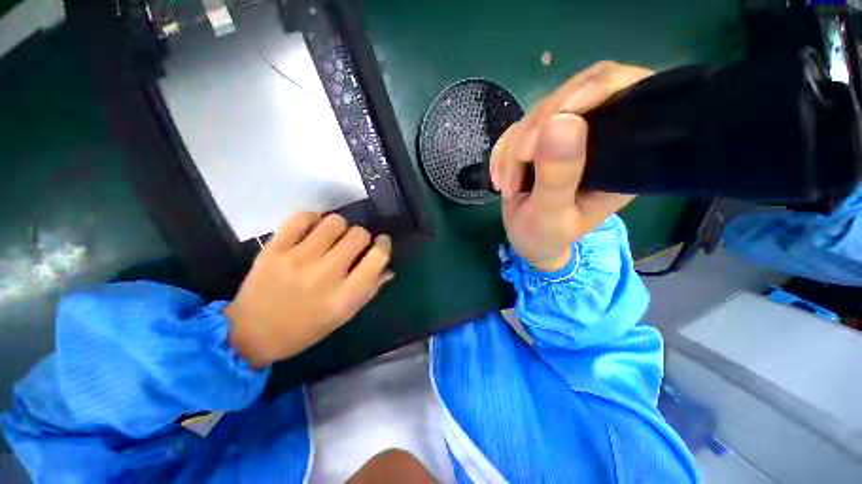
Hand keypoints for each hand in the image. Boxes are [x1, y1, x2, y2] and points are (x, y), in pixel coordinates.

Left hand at [225, 213, 393, 367]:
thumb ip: (369, 289)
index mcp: (345, 296)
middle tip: (352, 245)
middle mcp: (325, 275)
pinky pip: (302, 217)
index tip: (381, 242)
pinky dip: (313, 219)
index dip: (384, 244)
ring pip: (334, 222)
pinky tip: (312, 230)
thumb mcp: (344, 316)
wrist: (250, 334)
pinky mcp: (274, 249)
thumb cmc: (305, 329)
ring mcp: (297, 259)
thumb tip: (388, 267)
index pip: (378, 257)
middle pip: (358, 235)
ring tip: (331, 238)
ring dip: (339, 227)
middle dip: (362, 237)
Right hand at [490, 61, 652, 270]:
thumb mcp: (550, 214)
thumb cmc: (545, 236)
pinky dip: (502, 153)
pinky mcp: (542, 140)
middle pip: (573, 95)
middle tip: (518, 162)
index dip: (593, 90)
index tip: (553, 118)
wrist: (526, 240)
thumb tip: (562, 121)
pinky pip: (517, 129)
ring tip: (507, 186)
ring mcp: (567, 137)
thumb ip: (558, 176)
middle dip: (535, 130)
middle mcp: (599, 138)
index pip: (624, 94)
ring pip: (538, 114)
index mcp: (622, 156)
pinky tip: (500, 178)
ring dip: (512, 149)